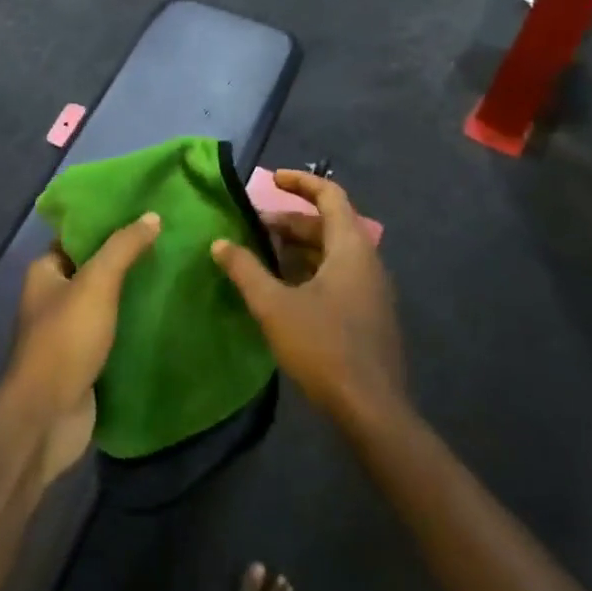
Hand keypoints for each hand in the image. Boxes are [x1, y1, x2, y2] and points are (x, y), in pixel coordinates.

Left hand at [6, 213, 160, 482]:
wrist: (48, 416)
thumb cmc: (66, 340)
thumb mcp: (96, 283)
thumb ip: (123, 248)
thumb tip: (152, 216)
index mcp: (44, 273)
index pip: (77, 237)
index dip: (106, 224)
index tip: (143, 214)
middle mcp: (52, 298)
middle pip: (93, 269)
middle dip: (125, 259)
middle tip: (167, 243)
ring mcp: (67, 332)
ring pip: (105, 303)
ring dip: (132, 293)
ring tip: (172, 274)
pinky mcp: (84, 360)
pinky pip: (112, 333)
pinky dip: (133, 325)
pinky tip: (163, 315)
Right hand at [210, 170, 406, 430]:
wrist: (372, 411)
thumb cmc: (324, 347)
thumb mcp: (274, 306)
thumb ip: (245, 270)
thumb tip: (219, 244)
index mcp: (351, 249)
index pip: (330, 196)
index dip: (301, 182)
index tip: (271, 179)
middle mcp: (366, 262)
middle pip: (328, 225)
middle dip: (289, 221)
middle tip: (253, 226)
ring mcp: (370, 291)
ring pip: (331, 253)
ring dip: (296, 248)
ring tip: (260, 254)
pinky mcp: (367, 315)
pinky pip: (336, 276)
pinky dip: (307, 270)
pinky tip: (281, 289)